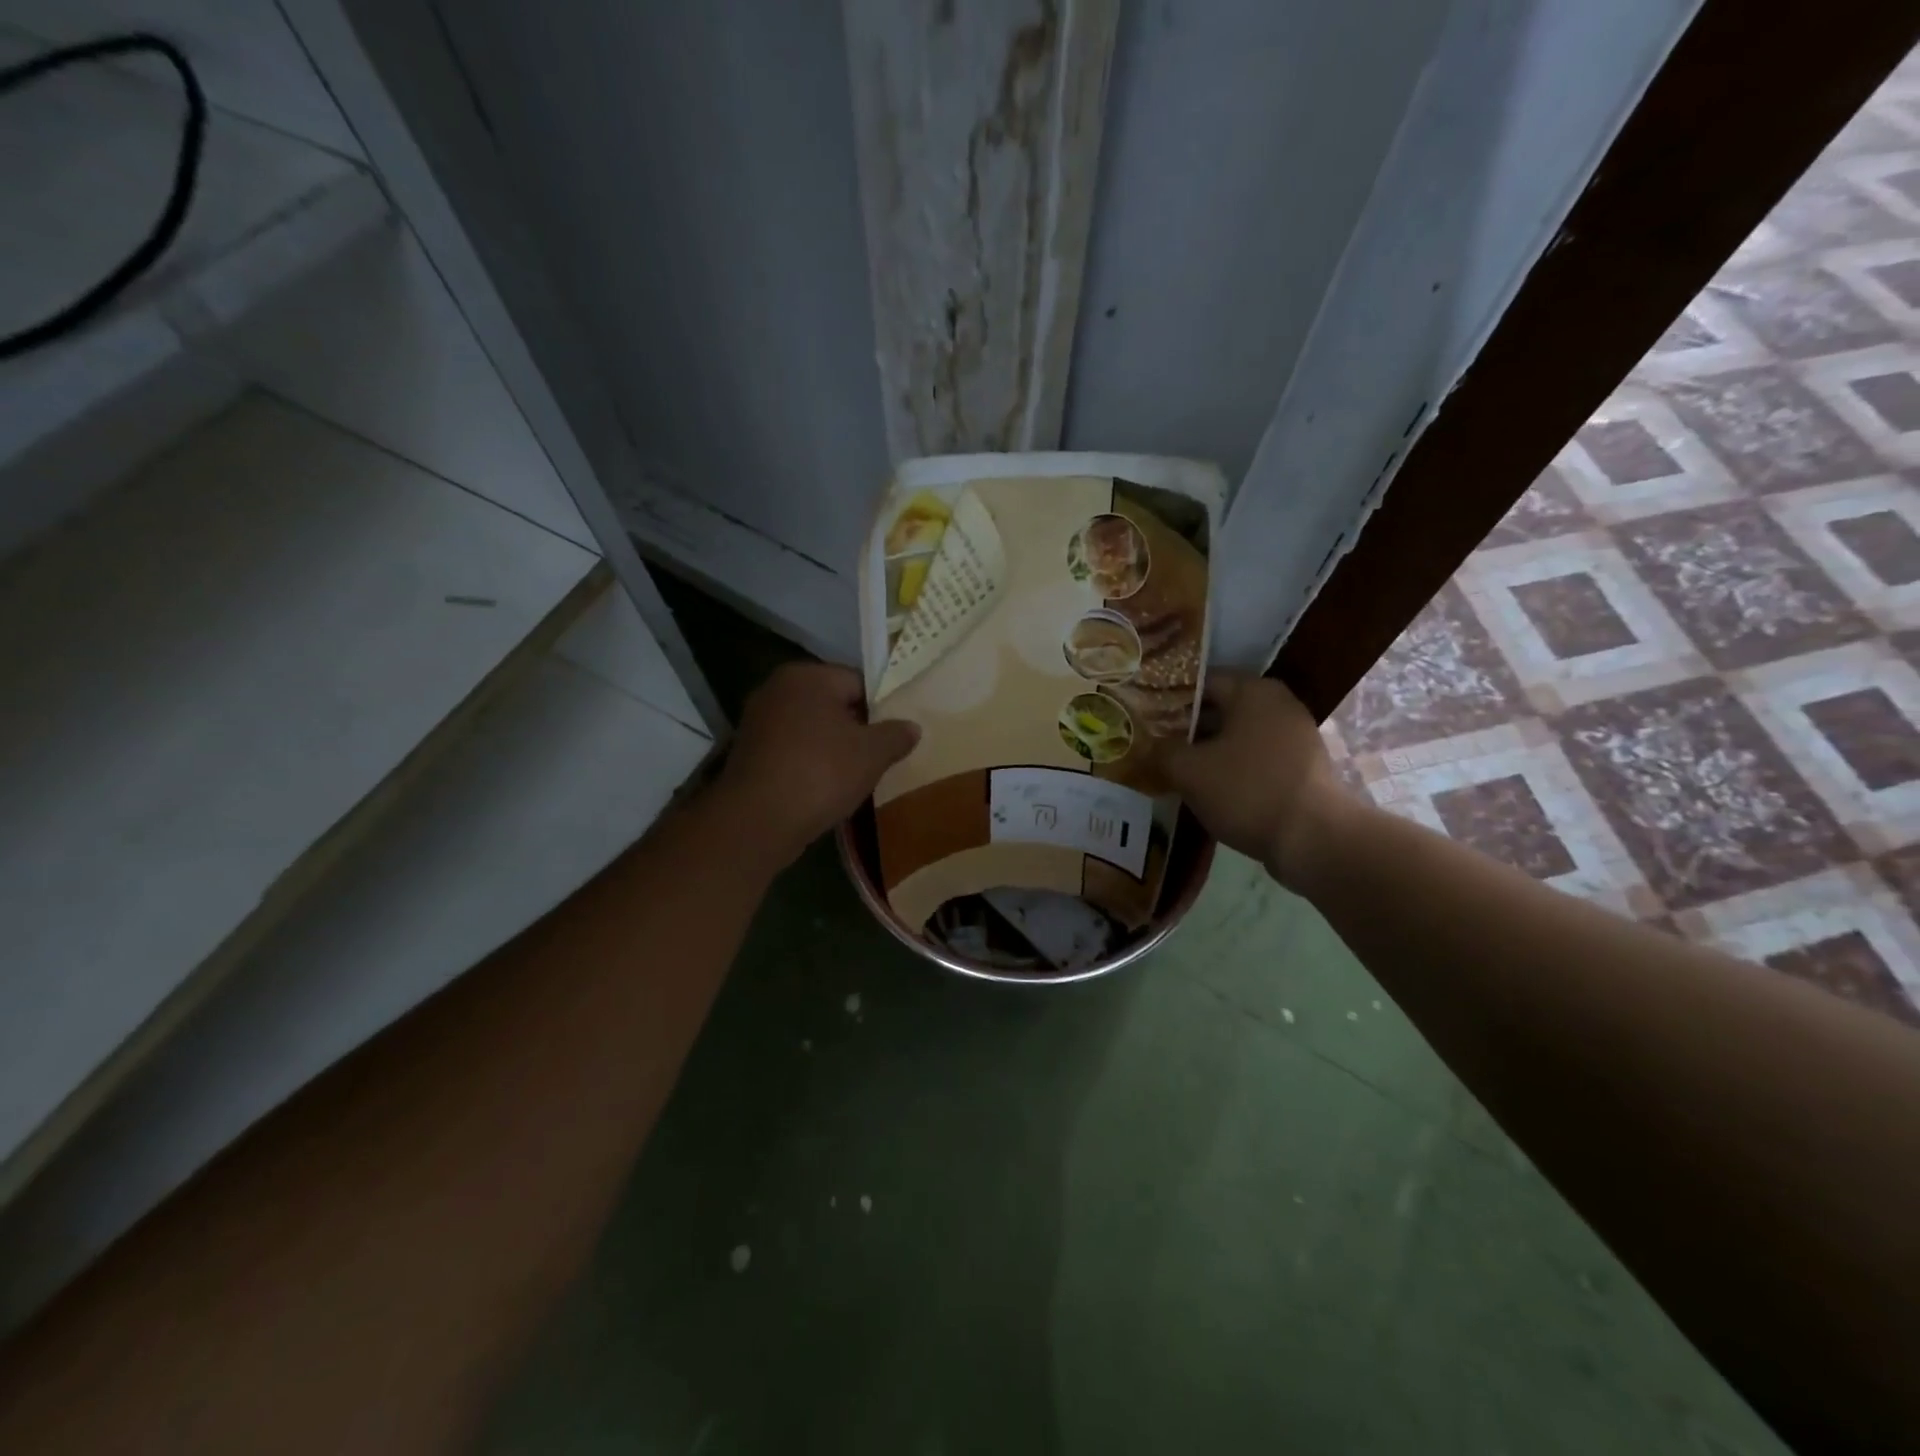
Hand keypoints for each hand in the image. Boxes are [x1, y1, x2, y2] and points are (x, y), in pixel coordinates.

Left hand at [712, 662, 919, 868]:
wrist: (757, 821)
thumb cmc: (820, 773)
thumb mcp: (872, 754)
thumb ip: (896, 735)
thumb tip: (912, 727)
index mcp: (807, 676)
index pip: (857, 681)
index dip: (881, 708)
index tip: (894, 735)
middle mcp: (777, 689)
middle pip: (832, 704)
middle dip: (856, 729)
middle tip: (880, 756)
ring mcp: (757, 721)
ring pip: (811, 730)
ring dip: (832, 749)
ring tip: (855, 776)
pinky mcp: (749, 753)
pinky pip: (792, 751)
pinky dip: (809, 764)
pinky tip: (825, 788)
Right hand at [1163, 673, 1351, 891]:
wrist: (1313, 840)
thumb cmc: (1247, 791)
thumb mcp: (1189, 770)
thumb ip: (1162, 750)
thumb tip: (1150, 745)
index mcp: (1253, 691)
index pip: (1200, 682)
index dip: (1167, 700)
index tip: (1144, 719)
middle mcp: (1279, 704)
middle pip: (1220, 708)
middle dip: (1186, 728)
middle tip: (1154, 746)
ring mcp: (1295, 736)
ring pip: (1237, 736)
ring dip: (1208, 751)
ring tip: (1176, 770)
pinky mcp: (1302, 768)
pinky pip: (1256, 758)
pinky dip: (1232, 768)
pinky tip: (1210, 790)